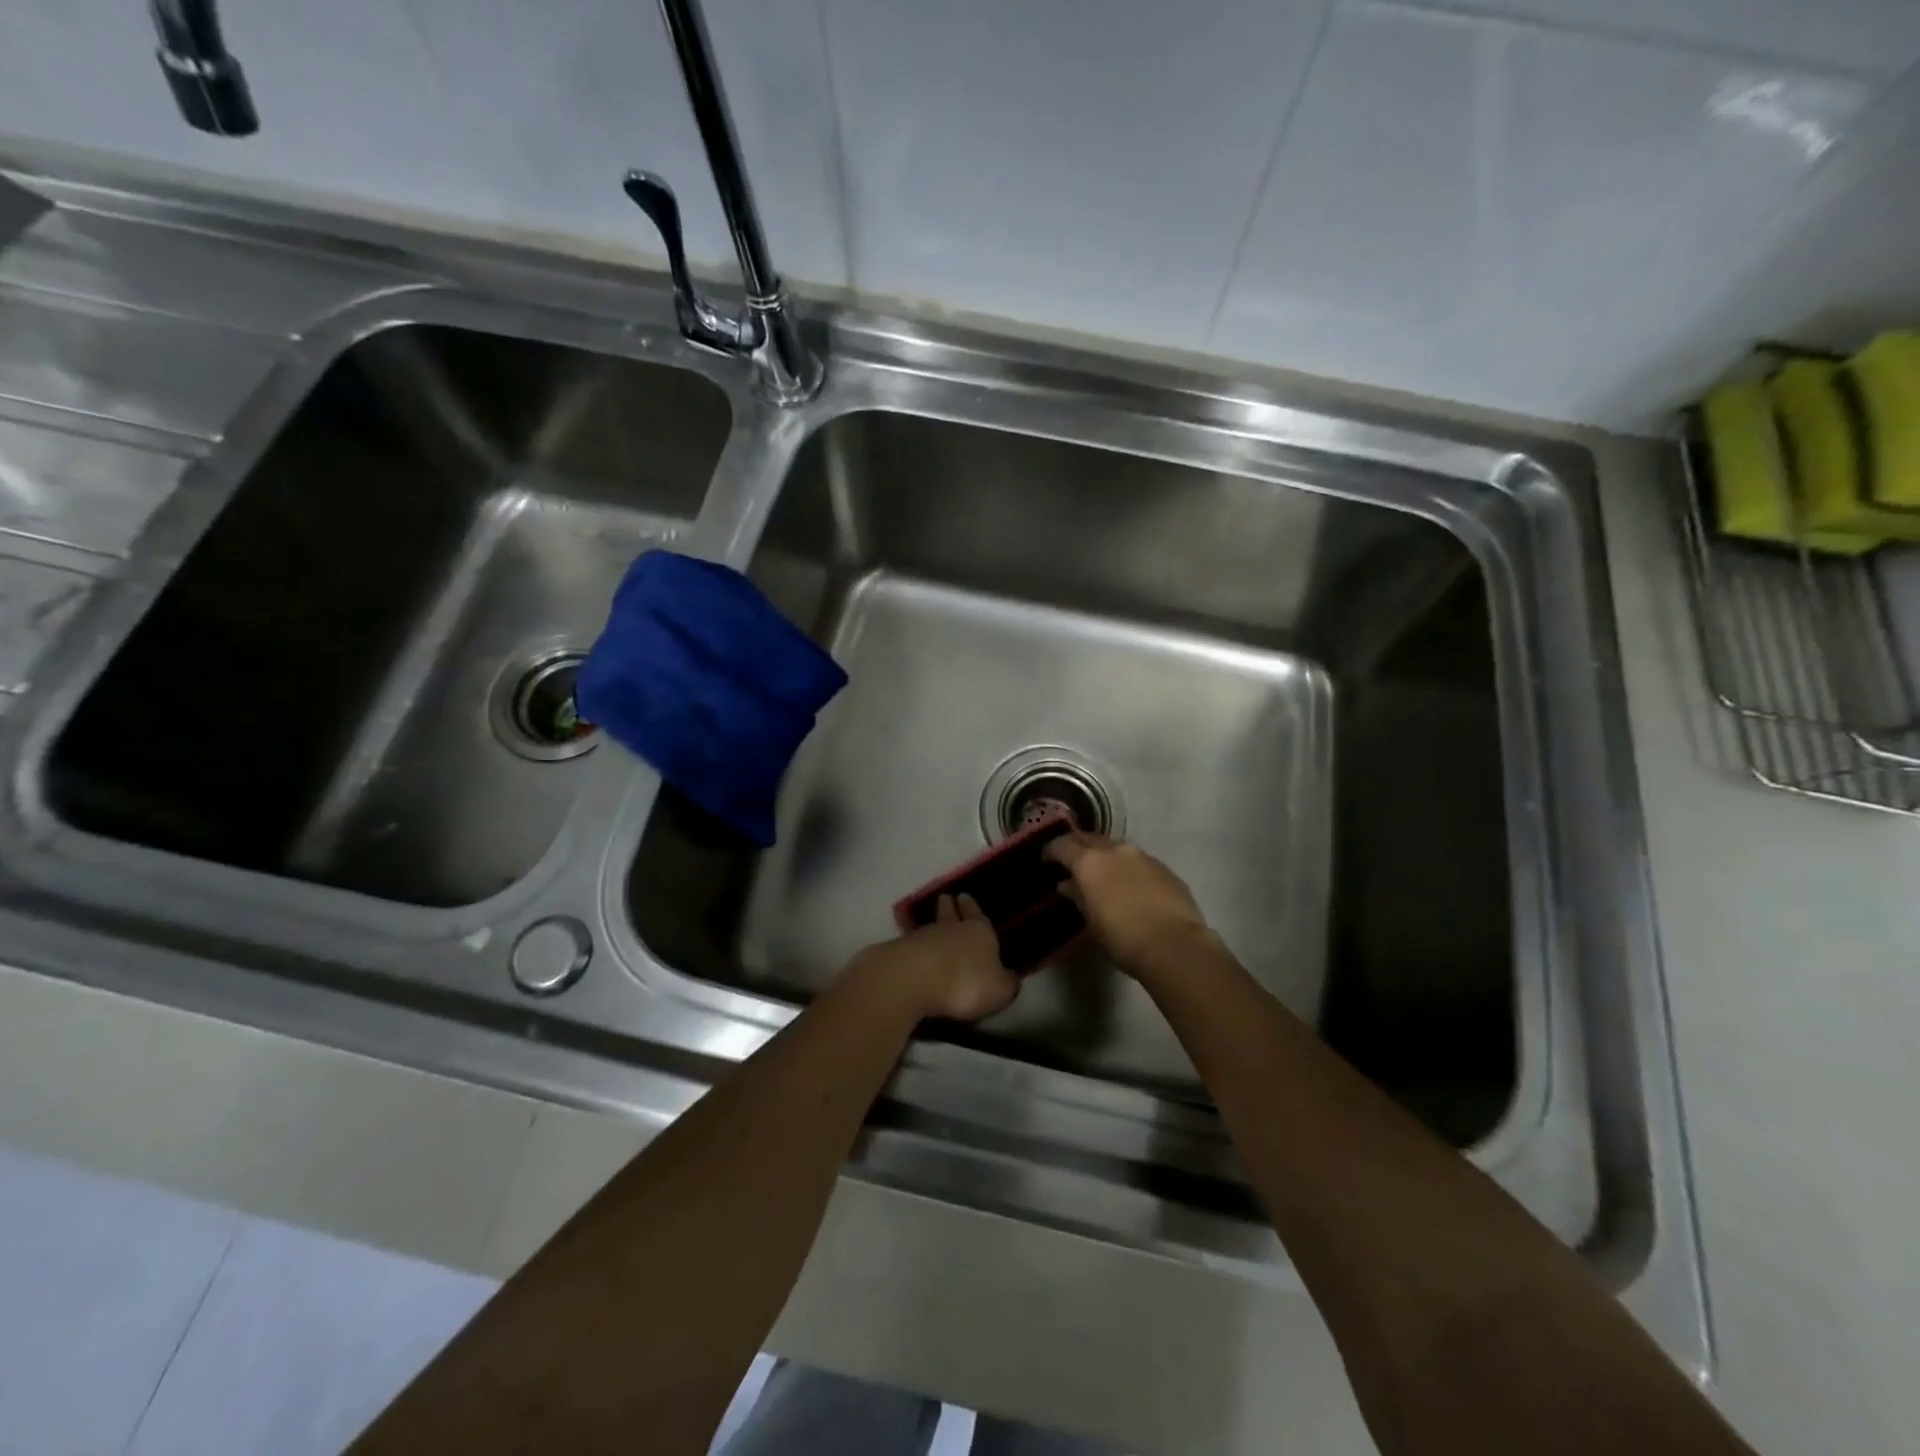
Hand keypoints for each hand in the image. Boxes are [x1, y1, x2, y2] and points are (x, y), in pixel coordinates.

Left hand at [847, 895, 1018, 1023]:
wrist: (914, 979)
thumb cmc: (966, 982)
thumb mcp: (999, 990)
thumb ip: (1006, 983)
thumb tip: (1012, 978)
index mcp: (980, 932)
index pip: (977, 915)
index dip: (973, 908)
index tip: (965, 896)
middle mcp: (951, 928)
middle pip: (949, 912)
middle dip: (949, 906)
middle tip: (947, 898)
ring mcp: (922, 937)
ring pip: (930, 927)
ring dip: (933, 927)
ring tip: (933, 927)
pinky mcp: (900, 950)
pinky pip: (912, 945)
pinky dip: (916, 947)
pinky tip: (916, 951)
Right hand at [1044, 833, 1213, 982]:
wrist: (1175, 946)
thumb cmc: (1122, 938)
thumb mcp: (1091, 921)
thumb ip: (1078, 896)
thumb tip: (1067, 884)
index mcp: (1090, 861)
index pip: (1063, 844)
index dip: (1052, 850)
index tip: (1047, 860)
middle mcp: (1116, 850)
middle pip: (1090, 839)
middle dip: (1078, 848)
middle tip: (1071, 863)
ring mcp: (1143, 856)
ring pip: (1117, 849)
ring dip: (1106, 858)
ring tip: (1102, 876)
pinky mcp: (1165, 868)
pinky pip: (1139, 862)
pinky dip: (1128, 869)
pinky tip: (1130, 887)